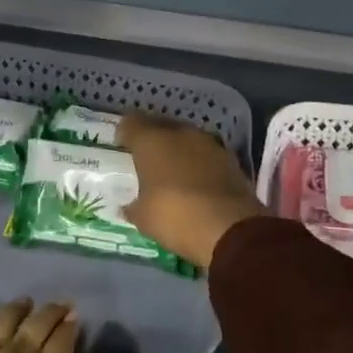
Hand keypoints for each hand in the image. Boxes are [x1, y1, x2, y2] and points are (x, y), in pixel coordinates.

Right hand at [118, 112, 265, 270]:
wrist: (230, 229)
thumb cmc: (174, 217)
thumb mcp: (143, 218)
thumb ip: (133, 206)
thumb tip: (128, 206)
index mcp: (151, 141)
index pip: (131, 123)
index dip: (124, 133)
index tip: (121, 146)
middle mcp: (180, 134)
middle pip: (160, 126)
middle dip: (152, 139)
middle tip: (145, 158)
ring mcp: (209, 144)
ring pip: (186, 139)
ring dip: (178, 150)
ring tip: (171, 170)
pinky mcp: (231, 160)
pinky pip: (206, 155)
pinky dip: (199, 164)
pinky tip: (195, 181)